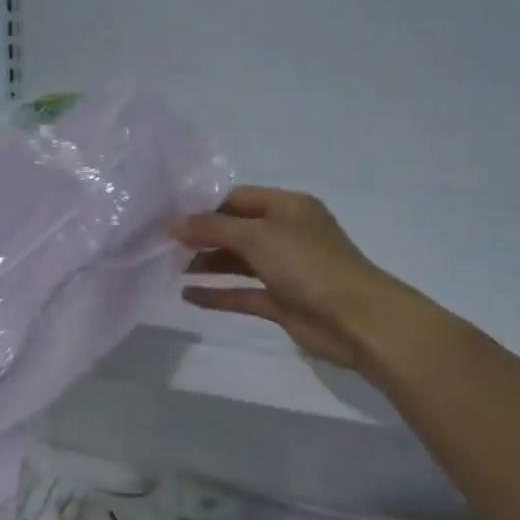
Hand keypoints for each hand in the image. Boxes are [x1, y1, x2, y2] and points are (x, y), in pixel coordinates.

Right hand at [173, 186, 429, 376]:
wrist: (357, 320)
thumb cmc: (308, 265)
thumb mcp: (257, 236)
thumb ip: (212, 228)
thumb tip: (174, 224)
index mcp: (287, 207)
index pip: (237, 199)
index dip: (203, 206)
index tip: (166, 215)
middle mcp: (286, 234)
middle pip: (235, 229)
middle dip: (201, 236)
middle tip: (162, 243)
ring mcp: (284, 269)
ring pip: (237, 261)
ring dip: (206, 264)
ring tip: (169, 267)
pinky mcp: (282, 301)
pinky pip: (242, 293)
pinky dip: (218, 294)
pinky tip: (188, 295)